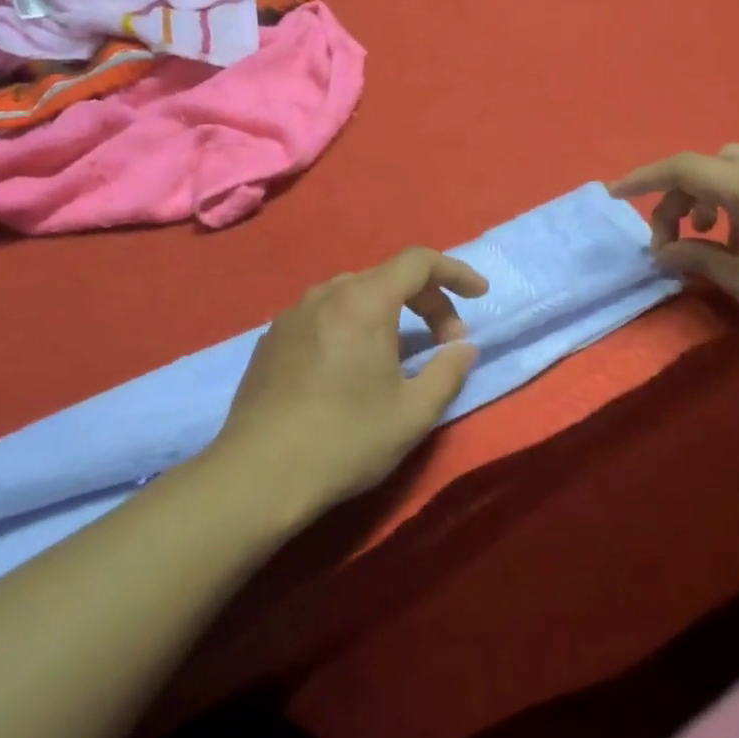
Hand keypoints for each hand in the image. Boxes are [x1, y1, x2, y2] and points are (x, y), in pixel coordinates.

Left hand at [214, 248, 489, 517]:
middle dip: (427, 301)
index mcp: (364, 301)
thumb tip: (463, 348)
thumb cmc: (346, 439)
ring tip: (401, 354)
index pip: (419, 262)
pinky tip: (352, 367)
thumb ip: (448, 371)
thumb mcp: (413, 412)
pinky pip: (323, 316)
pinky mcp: (270, 340)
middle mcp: (325, 294)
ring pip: (353, 295)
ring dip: (389, 313)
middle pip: (387, 277)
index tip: (480, 296)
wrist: (258, 475)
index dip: (455, 273)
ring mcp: (292, 315)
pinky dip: (353, 326)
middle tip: (446, 344)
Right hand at [610, 145, 738, 341]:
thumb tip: (662, 253)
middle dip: (678, 196)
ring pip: (733, 168)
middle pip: (707, 165)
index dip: (643, 179)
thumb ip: (699, 260)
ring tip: (711, 239)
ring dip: (709, 196)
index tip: (614, 196)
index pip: (682, 169)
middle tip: (673, 241)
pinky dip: (736, 199)